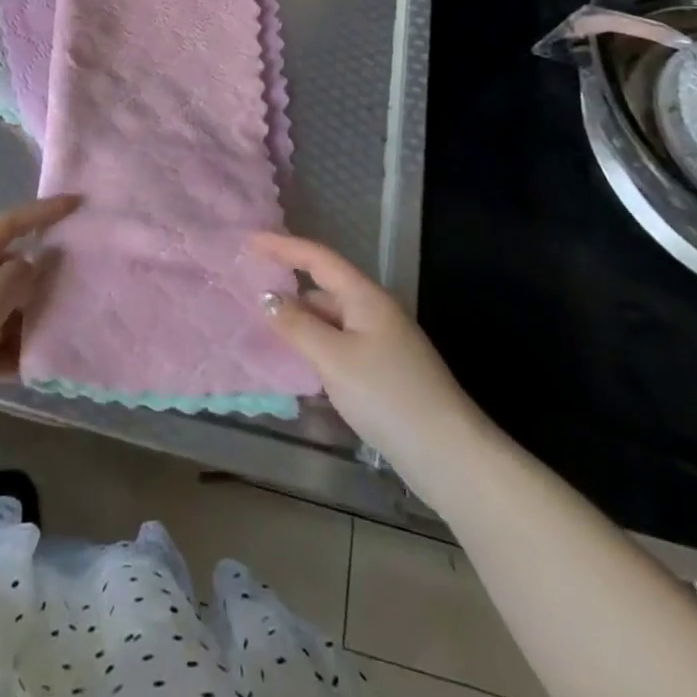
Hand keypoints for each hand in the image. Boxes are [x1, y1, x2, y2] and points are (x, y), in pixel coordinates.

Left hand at [0, 196, 76, 457]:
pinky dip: (12, 352)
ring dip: (31, 317)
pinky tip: (39, 368)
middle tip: (84, 278)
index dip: (42, 212)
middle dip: (44, 273)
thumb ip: (13, 280)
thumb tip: (33, 263)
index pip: (8, 223)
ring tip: (70, 326)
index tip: (76, 203)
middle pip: (8, 266)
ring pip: (3, 308)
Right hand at [254, 233, 481, 465]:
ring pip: (330, 320)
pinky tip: (295, 362)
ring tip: (260, 328)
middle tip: (247, 289)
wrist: (449, 456)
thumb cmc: (388, 395)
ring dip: (299, 321)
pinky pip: (338, 345)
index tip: (248, 240)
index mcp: (365, 297)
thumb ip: (297, 325)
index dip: (282, 246)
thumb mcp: (334, 358)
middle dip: (288, 286)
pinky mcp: (382, 371)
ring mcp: (380, 342)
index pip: (318, 258)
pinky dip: (314, 346)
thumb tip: (266, 297)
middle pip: (323, 287)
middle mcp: (374, 311)